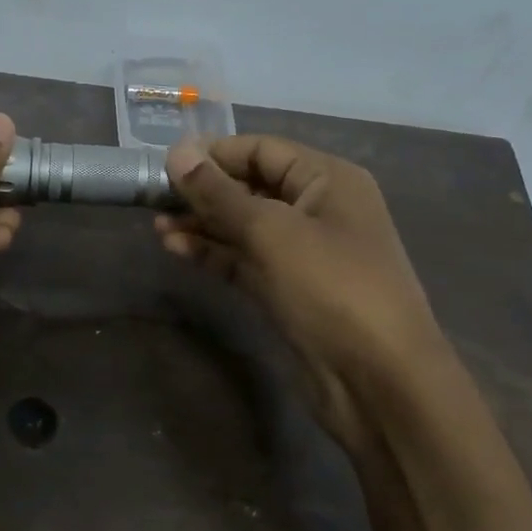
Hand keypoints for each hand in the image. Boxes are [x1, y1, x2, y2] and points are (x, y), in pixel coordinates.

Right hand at [156, 136, 441, 447]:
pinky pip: (245, 260)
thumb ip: (220, 193)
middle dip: (204, 191)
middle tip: (153, 198)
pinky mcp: (287, 289)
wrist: (378, 380)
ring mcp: (302, 253)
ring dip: (203, 224)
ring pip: (244, 227)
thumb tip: (177, 151)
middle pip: (251, 186)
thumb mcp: (272, 232)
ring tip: (157, 227)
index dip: (214, 154)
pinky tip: (176, 249)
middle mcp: (317, 209)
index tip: (165, 164)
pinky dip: (213, 254)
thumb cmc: (332, 288)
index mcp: (327, 180)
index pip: (262, 150)